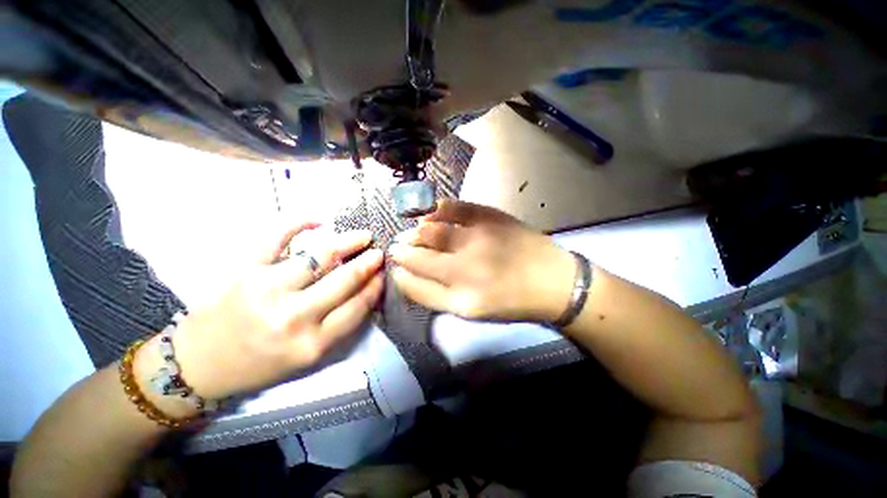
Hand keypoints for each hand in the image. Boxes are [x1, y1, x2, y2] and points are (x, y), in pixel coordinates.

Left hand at [166, 223, 383, 399]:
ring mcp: (267, 289)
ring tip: (363, 236)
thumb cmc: (259, 364)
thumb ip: (338, 326)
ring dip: (347, 242)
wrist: (198, 365)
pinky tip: (318, 219)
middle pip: (344, 280)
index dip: (375, 286)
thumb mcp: (307, 357)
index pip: (357, 306)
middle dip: (368, 262)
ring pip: (320, 256)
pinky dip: (298, 222)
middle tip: (379, 252)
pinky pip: (276, 237)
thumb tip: (364, 290)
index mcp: (312, 344)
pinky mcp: (243, 270)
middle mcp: (293, 317)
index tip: (383, 273)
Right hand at [389, 200, 574, 321]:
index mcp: (462, 301)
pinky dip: (437, 209)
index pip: (415, 287)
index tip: (396, 268)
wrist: (555, 282)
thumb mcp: (475, 311)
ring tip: (413, 232)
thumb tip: (412, 275)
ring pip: (430, 231)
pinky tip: (432, 213)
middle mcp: (466, 271)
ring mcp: (478, 240)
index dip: (401, 276)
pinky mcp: (491, 218)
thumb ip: (440, 297)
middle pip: (418, 257)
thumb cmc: (513, 301)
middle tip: (399, 247)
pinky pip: (454, 208)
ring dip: (415, 232)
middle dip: (402, 251)